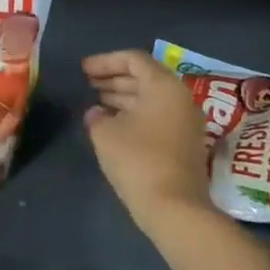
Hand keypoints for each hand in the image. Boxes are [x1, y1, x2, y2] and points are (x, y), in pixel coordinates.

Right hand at [82, 50, 213, 233]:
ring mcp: (186, 122)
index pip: (133, 59)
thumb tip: (97, 113)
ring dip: (122, 97)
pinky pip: (157, 116)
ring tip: (96, 102)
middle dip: (113, 78)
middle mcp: (180, 98)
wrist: (175, 209)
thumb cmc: (138, 161)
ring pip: (150, 98)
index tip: (83, 70)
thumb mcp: (105, 134)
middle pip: (144, 77)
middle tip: (88, 83)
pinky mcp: (184, 144)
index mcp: (163, 86)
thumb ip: (96, 116)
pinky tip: (113, 124)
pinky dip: (134, 114)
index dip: (105, 61)